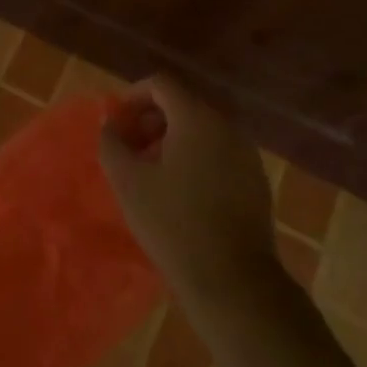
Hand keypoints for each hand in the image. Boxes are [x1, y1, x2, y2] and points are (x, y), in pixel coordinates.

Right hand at [98, 74, 279, 302]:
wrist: (233, 282)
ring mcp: (246, 155)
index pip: (162, 84)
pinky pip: (219, 154)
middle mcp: (226, 128)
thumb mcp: (128, 181)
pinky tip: (181, 194)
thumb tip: (110, 124)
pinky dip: (195, 159)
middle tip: (130, 149)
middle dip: (151, 121)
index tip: (117, 123)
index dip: (133, 96)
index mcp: (196, 119)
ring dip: (172, 141)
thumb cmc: (173, 224)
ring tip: (151, 173)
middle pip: (183, 106)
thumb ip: (112, 142)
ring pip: (202, 132)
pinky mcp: (256, 182)